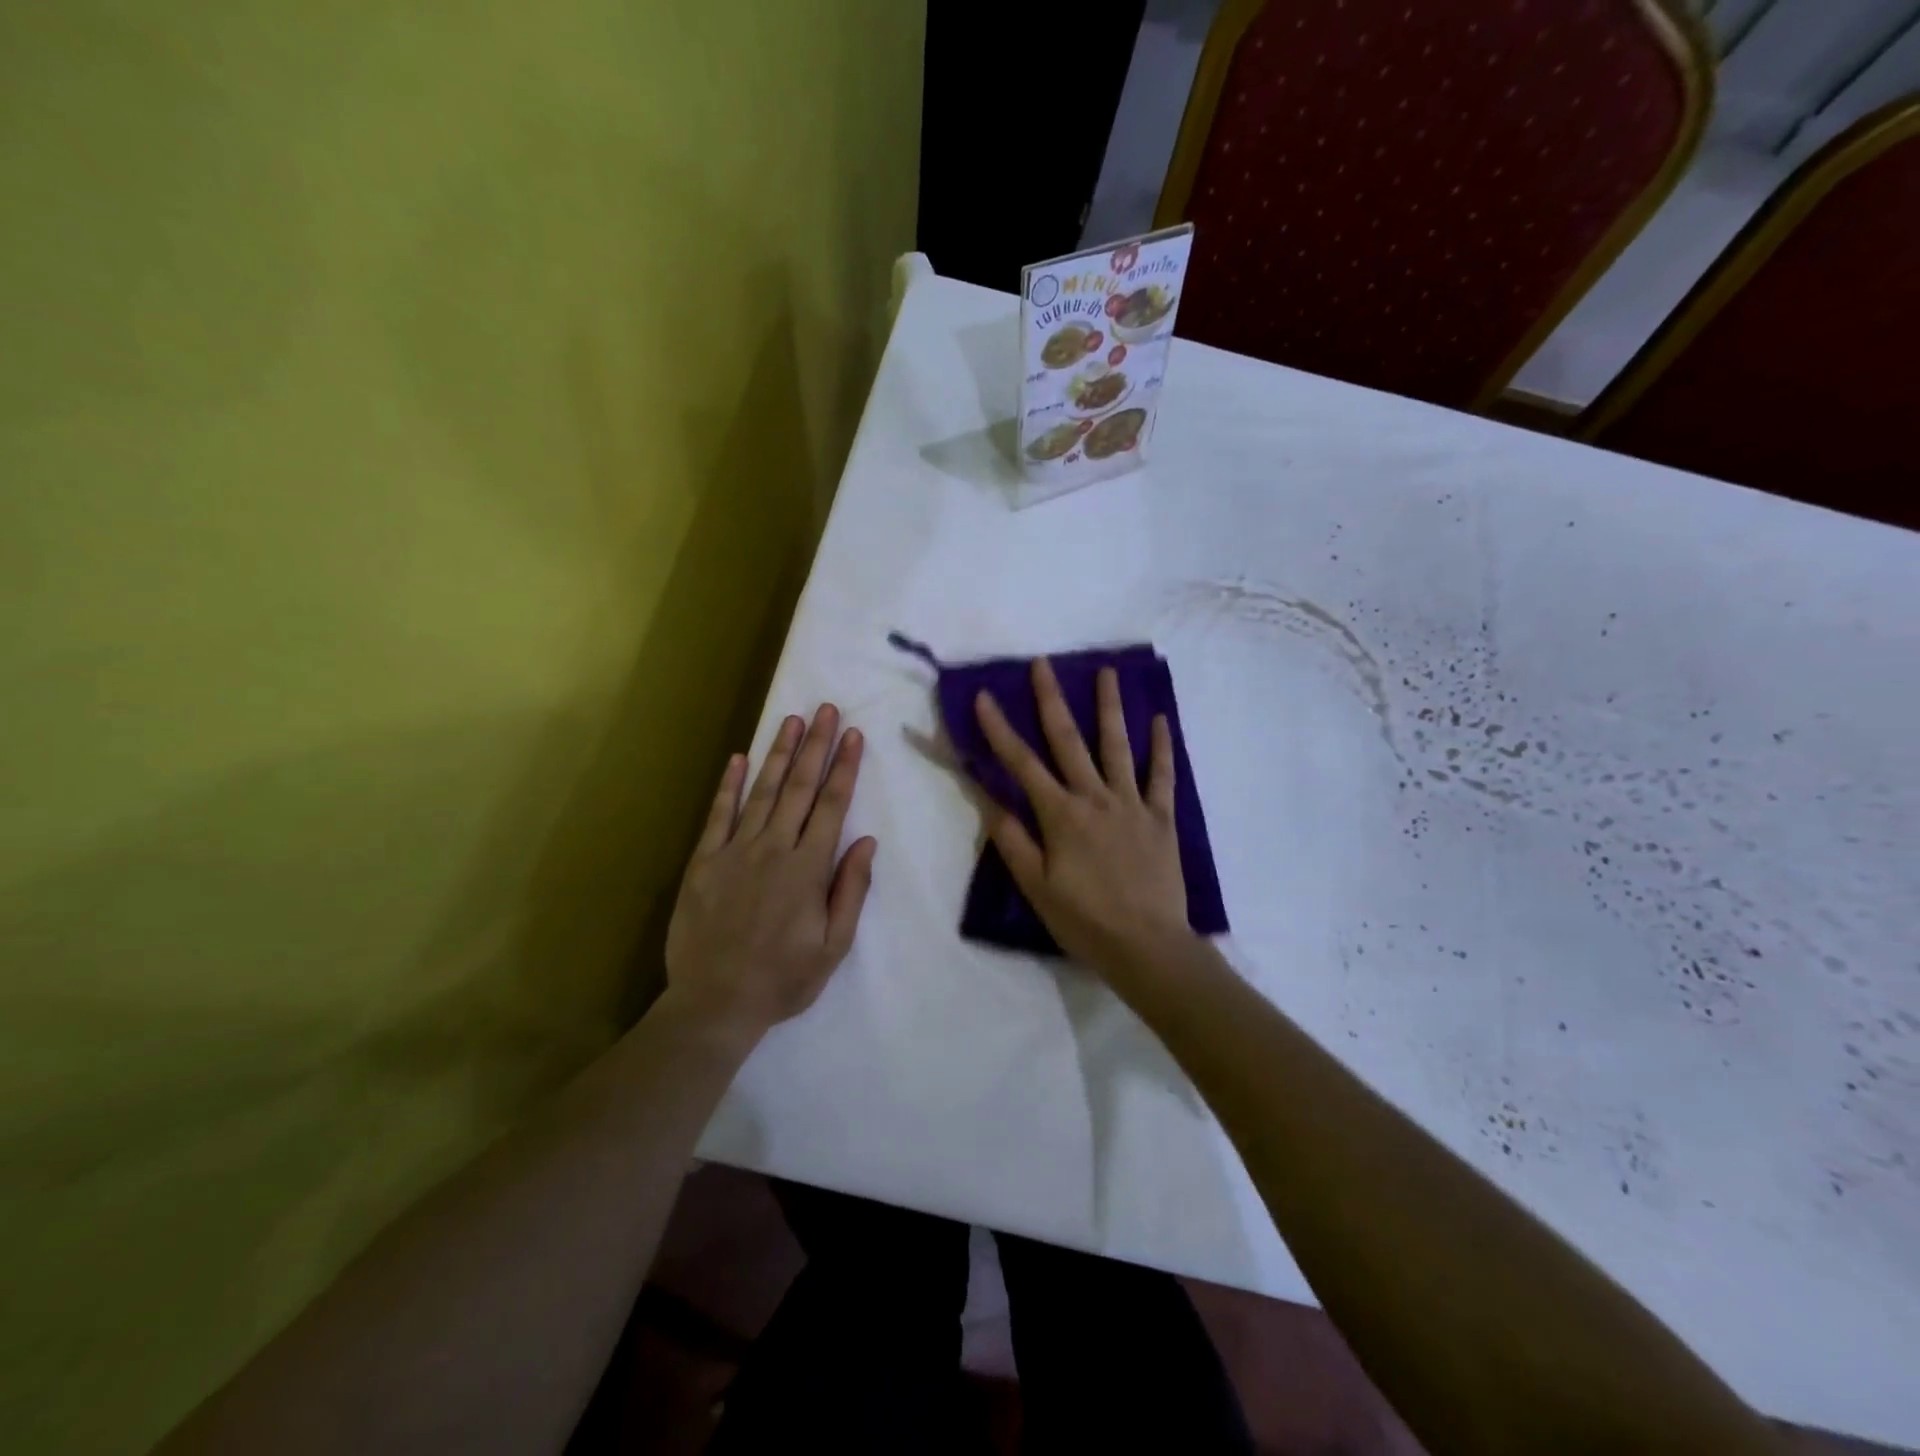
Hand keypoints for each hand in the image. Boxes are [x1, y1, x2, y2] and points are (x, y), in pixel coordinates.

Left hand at [664, 705, 877, 1039]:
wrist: (714, 1004)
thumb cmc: (783, 979)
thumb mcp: (833, 946)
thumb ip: (850, 890)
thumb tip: (865, 841)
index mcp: (807, 869)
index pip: (831, 806)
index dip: (843, 768)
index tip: (852, 735)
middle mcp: (773, 849)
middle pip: (799, 788)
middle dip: (815, 746)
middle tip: (825, 709)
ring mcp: (734, 852)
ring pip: (762, 792)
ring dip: (779, 754)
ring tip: (792, 720)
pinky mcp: (703, 862)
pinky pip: (718, 815)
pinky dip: (729, 785)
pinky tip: (739, 758)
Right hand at [973, 658, 1192, 975]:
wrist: (1148, 946)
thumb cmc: (1085, 920)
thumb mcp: (1037, 887)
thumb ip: (1013, 840)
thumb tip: (990, 799)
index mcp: (1061, 815)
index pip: (1022, 764)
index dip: (999, 729)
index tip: (983, 696)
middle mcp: (1095, 798)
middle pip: (1069, 741)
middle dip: (1051, 700)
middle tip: (1042, 664)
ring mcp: (1132, 804)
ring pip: (1118, 746)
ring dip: (1109, 707)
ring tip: (1106, 671)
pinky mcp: (1161, 818)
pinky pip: (1162, 776)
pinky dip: (1162, 747)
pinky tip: (1160, 719)